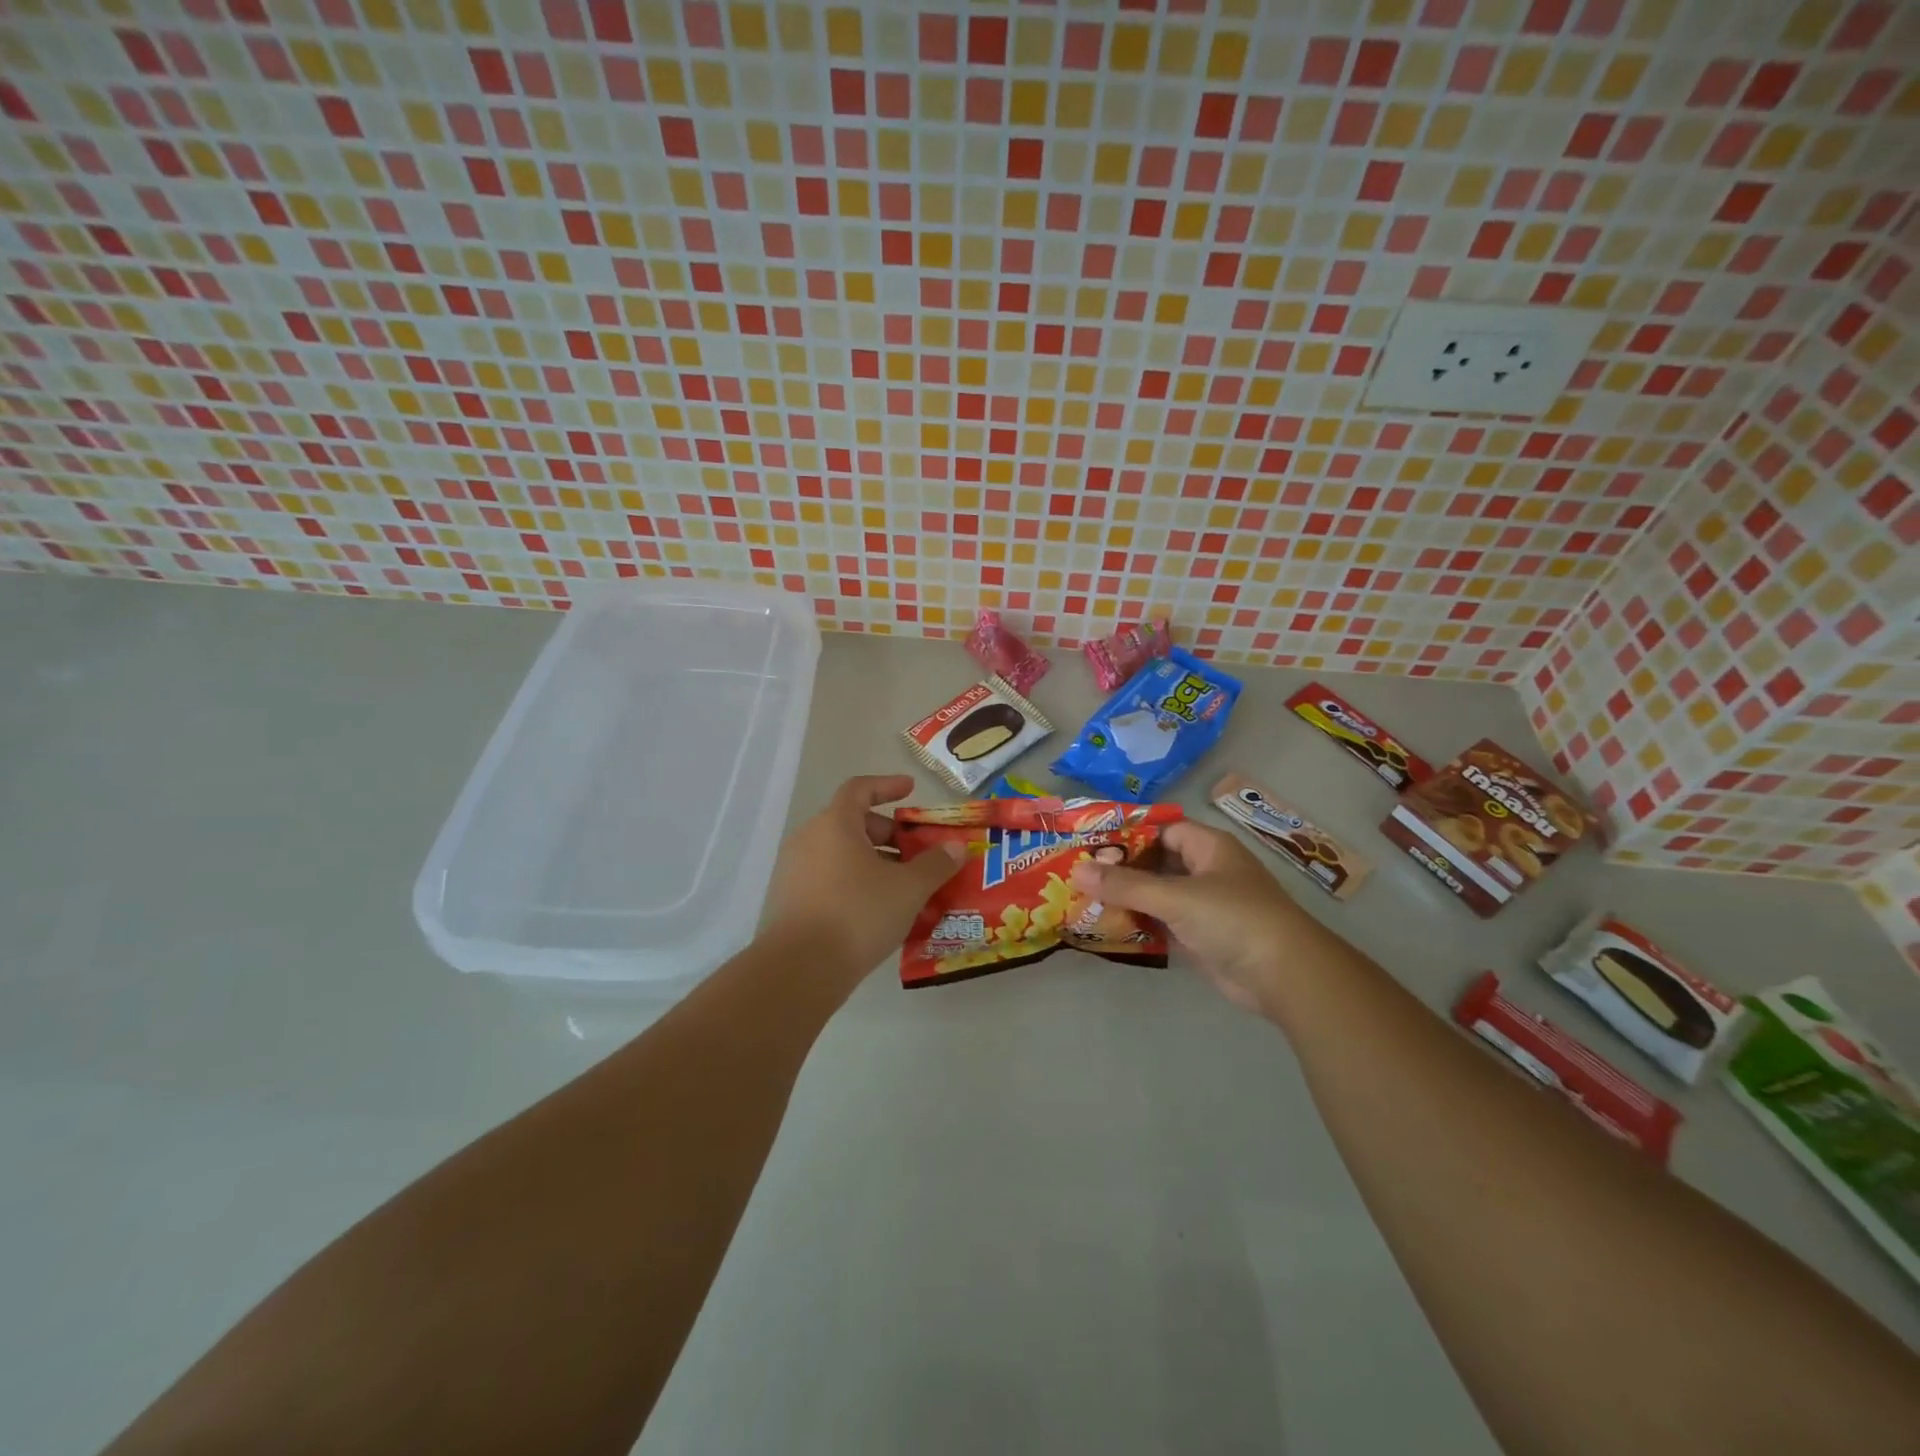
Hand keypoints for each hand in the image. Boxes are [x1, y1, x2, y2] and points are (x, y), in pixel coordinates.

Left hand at [763, 775, 966, 988]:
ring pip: (840, 854)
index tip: (910, 790)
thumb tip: (956, 847)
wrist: (801, 969)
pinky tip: (877, 911)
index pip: (859, 789)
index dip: (887, 786)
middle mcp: (809, 839)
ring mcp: (795, 871)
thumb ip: (935, 864)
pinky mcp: (790, 900)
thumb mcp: (908, 888)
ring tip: (902, 886)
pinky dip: (854, 883)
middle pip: (851, 822)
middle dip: (887, 833)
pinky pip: (828, 878)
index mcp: (835, 824)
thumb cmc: (858, 914)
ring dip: (873, 862)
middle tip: (915, 852)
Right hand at [1068, 821, 1315, 1017]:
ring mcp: (1203, 906)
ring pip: (1156, 894)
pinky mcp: (1200, 937)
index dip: (1127, 833)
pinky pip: (1161, 923)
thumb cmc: (1233, 919)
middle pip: (1155, 862)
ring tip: (1081, 897)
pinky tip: (1106, 926)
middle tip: (1076, 871)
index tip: (1089, 841)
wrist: (1285, 976)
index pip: (1161, 829)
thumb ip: (1125, 885)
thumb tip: (1077, 870)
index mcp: (1208, 847)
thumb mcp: (1176, 896)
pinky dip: (1138, 924)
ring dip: (1126, 898)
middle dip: (1120, 868)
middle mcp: (1206, 871)